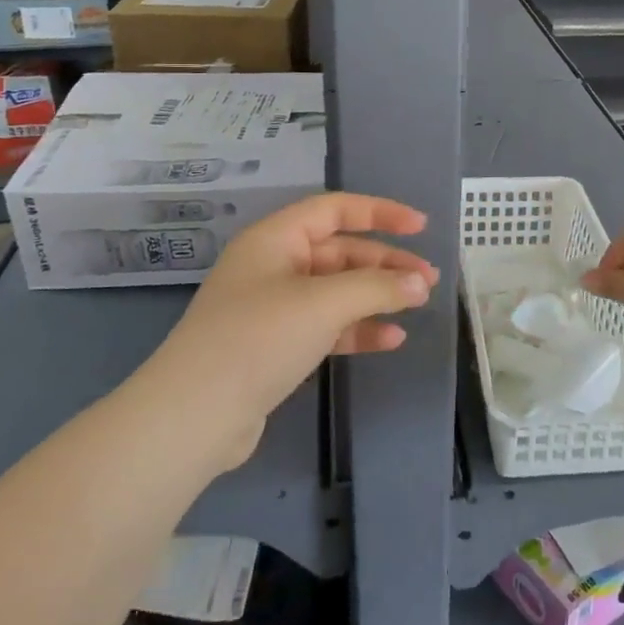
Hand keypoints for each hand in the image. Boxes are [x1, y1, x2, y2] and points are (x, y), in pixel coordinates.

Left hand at [155, 192, 438, 466]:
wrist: (196, 415)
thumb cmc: (259, 338)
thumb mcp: (323, 304)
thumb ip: (376, 287)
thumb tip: (419, 284)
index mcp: (275, 238)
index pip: (334, 209)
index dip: (379, 213)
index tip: (421, 227)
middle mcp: (273, 265)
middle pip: (339, 251)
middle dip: (385, 263)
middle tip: (427, 280)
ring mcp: (272, 307)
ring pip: (335, 290)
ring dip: (376, 296)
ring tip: (417, 306)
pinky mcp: (275, 346)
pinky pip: (325, 325)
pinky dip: (357, 329)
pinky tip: (390, 339)